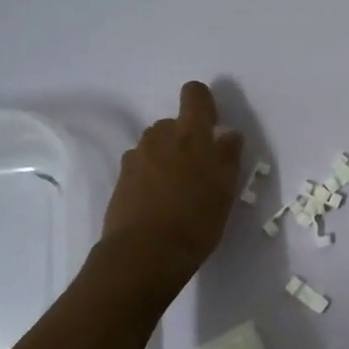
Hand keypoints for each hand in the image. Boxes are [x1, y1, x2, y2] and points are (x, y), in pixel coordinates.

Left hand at [101, 82, 243, 288]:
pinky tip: (158, 205)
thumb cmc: (196, 219)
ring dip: (166, 158)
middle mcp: (159, 136)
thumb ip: (228, 156)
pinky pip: (141, 167)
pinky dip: (150, 177)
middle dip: (185, 139)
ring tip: (177, 192)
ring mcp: (136, 157)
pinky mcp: (120, 179)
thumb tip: (229, 135)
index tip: (212, 127)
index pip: (194, 94)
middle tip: (198, 172)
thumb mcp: (226, 189)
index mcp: (190, 133)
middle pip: (173, 123)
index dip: (204, 104)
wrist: (144, 255)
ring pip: (155, 146)